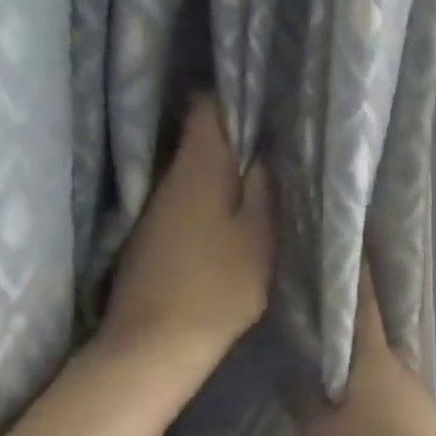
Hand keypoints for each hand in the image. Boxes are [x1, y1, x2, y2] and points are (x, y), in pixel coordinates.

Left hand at [102, 96, 273, 370]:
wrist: (158, 340)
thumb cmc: (220, 285)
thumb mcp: (260, 236)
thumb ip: (264, 190)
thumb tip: (268, 151)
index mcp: (199, 170)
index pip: (208, 109)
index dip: (236, 95)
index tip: (268, 94)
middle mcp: (171, 178)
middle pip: (201, 135)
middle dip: (237, 127)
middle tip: (280, 129)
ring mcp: (158, 205)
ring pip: (197, 164)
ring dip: (228, 160)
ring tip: (267, 161)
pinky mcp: (155, 230)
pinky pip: (191, 191)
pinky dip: (215, 187)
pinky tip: (239, 199)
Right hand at [295, 266, 435, 435]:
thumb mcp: (320, 434)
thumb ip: (304, 400)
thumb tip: (294, 372)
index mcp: (376, 359)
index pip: (365, 306)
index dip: (357, 276)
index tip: (352, 247)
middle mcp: (402, 365)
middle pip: (377, 333)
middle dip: (355, 319)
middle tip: (325, 310)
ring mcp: (419, 389)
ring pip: (386, 363)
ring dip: (365, 358)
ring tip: (335, 361)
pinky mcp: (426, 414)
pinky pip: (394, 388)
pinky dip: (376, 385)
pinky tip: (362, 403)